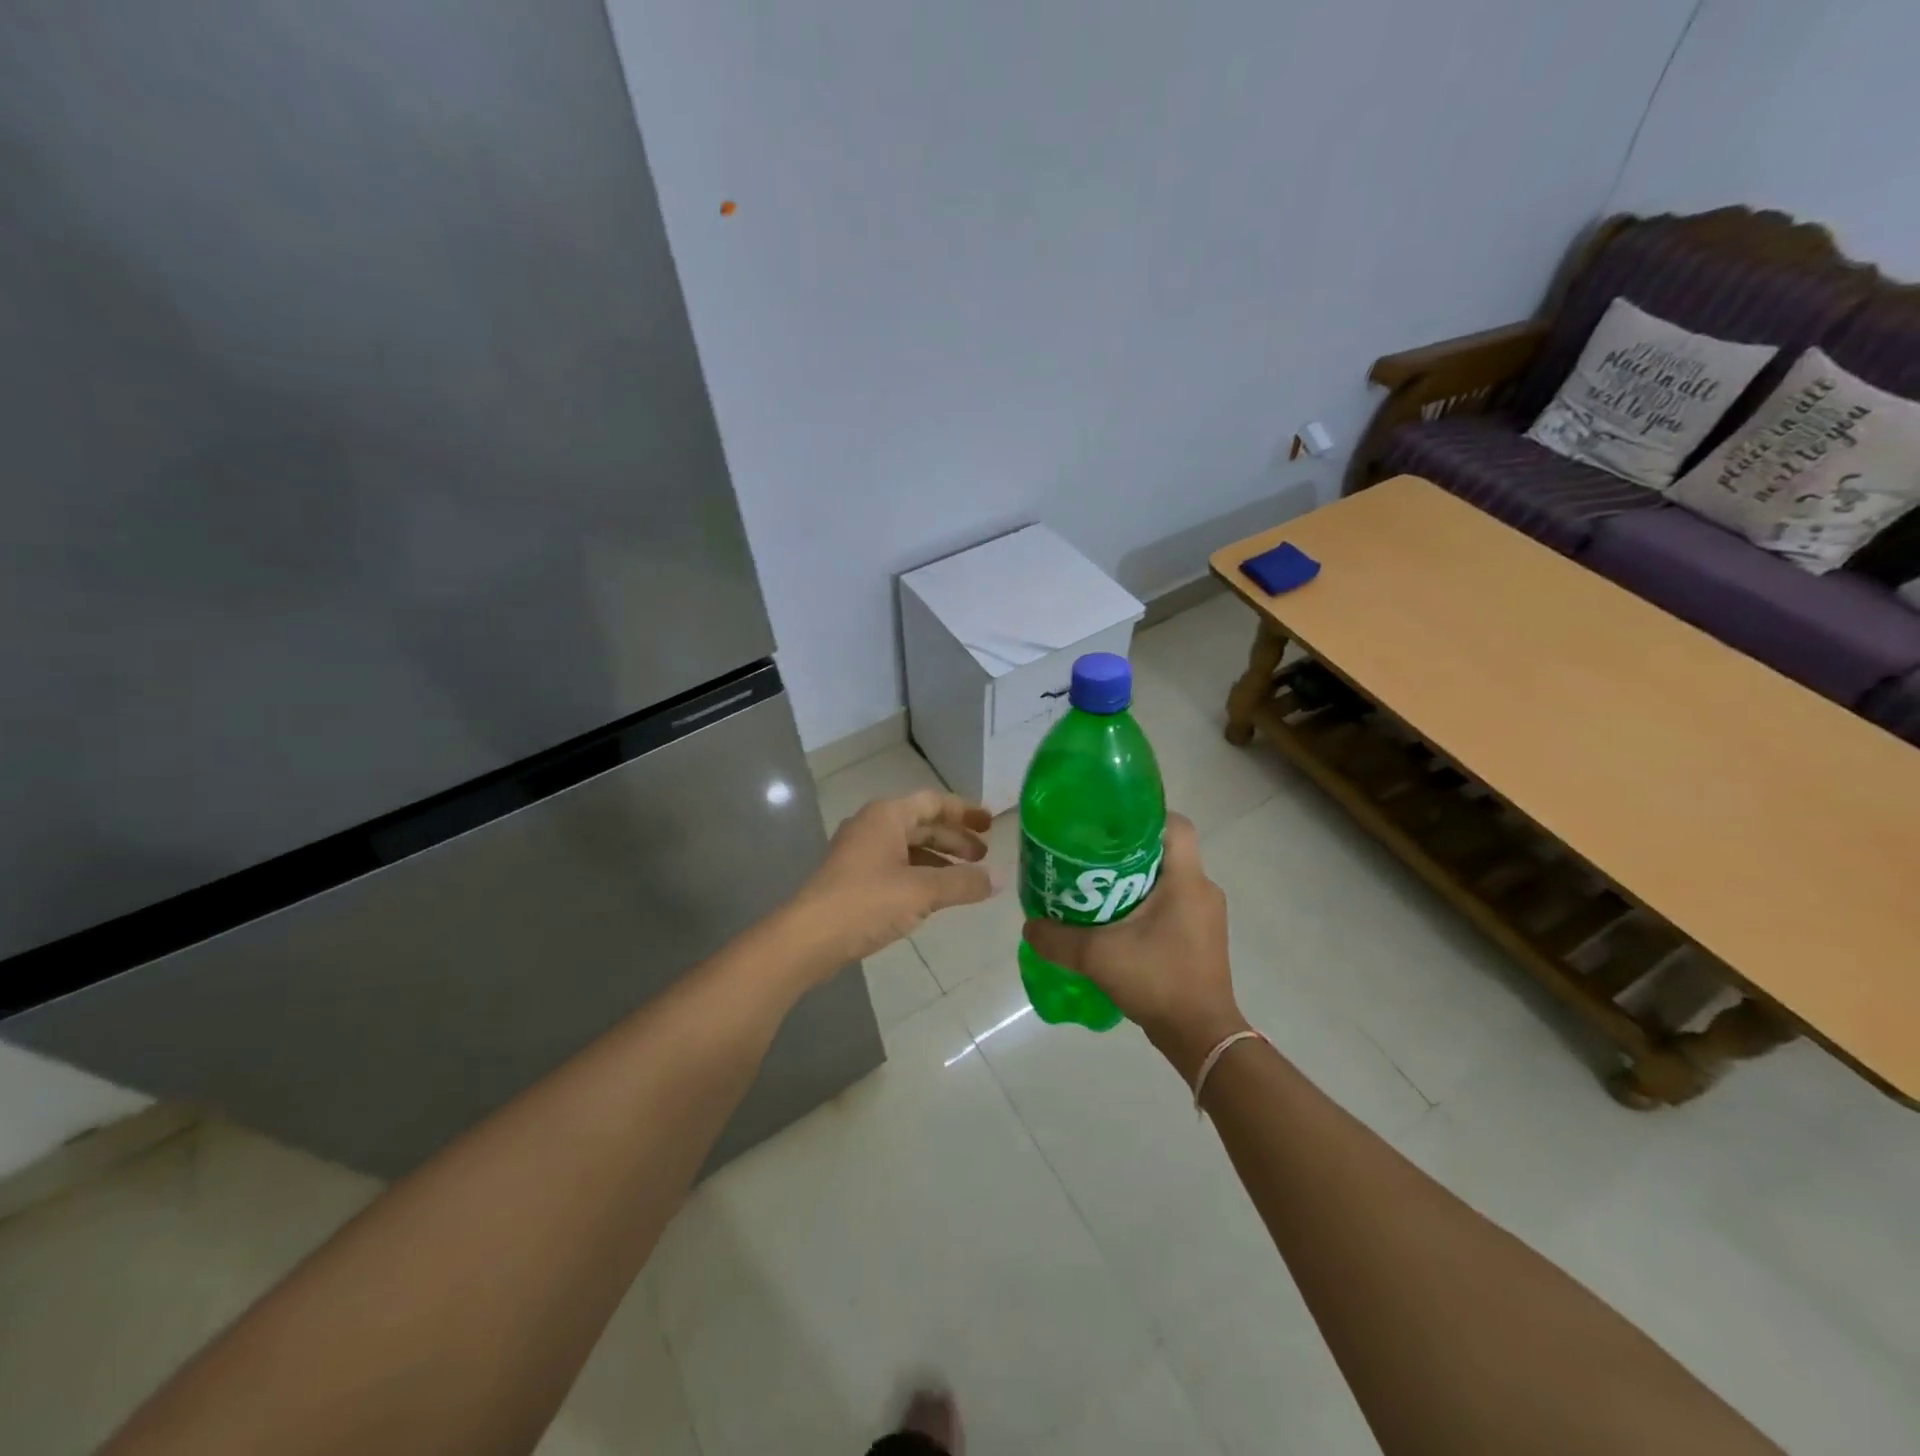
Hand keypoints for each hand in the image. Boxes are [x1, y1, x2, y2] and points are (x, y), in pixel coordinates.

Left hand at [789, 791, 996, 967]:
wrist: (809, 937)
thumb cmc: (867, 902)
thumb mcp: (922, 891)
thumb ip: (963, 883)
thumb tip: (998, 879)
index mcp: (887, 816)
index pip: (934, 802)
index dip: (964, 812)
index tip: (991, 824)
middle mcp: (873, 826)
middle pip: (922, 825)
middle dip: (955, 840)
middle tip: (984, 856)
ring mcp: (860, 852)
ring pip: (909, 847)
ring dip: (939, 859)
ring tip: (967, 878)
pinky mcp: (854, 878)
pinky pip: (897, 866)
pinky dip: (921, 874)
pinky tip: (936, 895)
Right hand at [1021, 814, 1246, 1079]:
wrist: (1201, 1037)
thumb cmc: (1158, 981)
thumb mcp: (1097, 956)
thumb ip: (1057, 939)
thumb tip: (1029, 926)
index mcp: (1187, 880)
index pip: (1175, 825)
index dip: (1144, 816)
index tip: (1108, 824)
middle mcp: (1202, 890)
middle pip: (1166, 851)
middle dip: (1128, 850)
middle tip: (1089, 856)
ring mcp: (1205, 916)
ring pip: (1168, 879)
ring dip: (1135, 880)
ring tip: (1095, 887)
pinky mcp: (1201, 938)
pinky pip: (1172, 904)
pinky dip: (1145, 904)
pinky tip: (1114, 922)